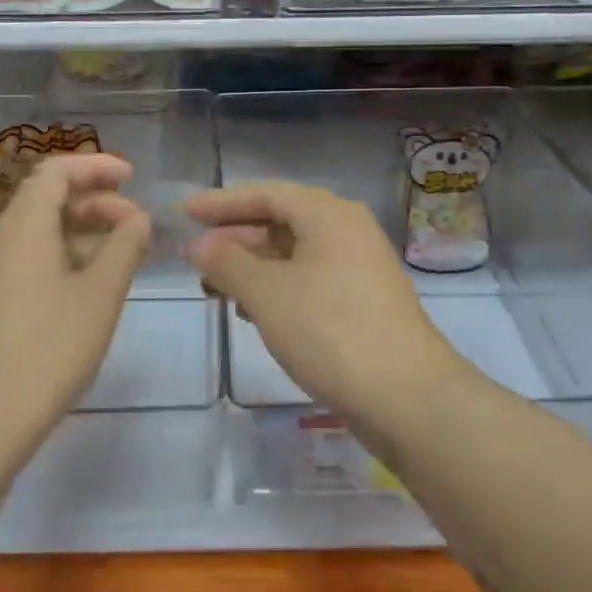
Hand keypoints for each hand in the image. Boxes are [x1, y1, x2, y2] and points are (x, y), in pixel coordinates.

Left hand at [0, 153, 150, 448]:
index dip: (96, 166)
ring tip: (123, 256)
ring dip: (83, 233)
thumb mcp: (99, 294)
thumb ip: (124, 247)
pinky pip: (28, 259)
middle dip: (96, 203)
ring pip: (39, 233)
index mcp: (23, 225)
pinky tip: (90, 285)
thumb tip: (138, 219)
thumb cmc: (48, 348)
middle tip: (137, 224)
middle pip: (47, 199)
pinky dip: (63, 257)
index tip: (132, 177)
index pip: (56, 171)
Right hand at [184, 180, 464, 420]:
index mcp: (328, 214)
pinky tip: (252, 311)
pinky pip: (309, 278)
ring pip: (293, 253)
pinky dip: (276, 287)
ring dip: (252, 266)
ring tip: (214, 287)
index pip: (265, 193)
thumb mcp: (267, 293)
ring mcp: (358, 266)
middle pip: (280, 221)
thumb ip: (227, 262)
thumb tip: (198, 244)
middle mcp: (347, 230)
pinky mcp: (362, 300)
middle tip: (194, 257)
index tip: (184, 212)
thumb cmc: (330, 331)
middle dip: (234, 238)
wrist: (408, 398)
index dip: (221, 202)